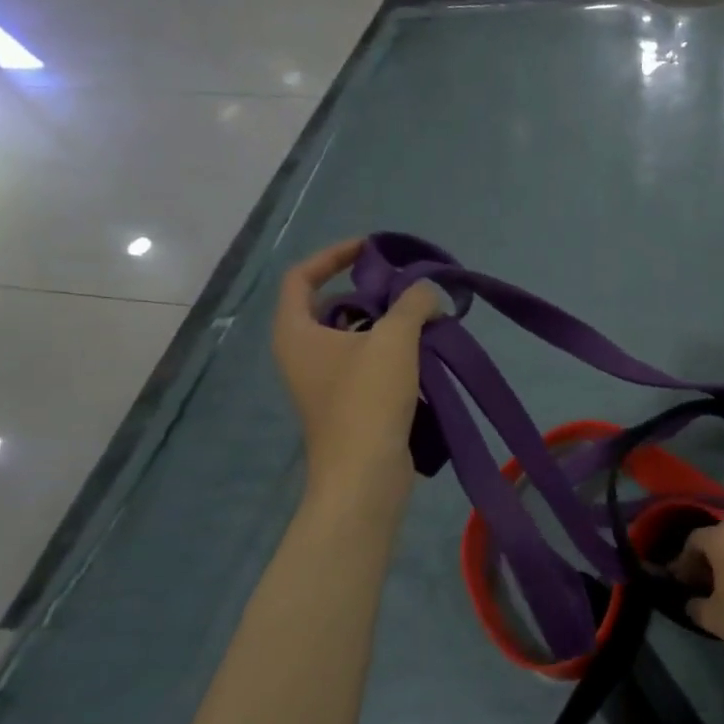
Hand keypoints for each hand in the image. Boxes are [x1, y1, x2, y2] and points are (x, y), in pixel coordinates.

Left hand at [272, 239, 439, 507]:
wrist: (365, 474)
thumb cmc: (367, 399)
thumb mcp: (394, 340)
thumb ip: (412, 303)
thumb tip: (427, 293)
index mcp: (296, 331)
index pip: (302, 276)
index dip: (334, 255)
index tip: (372, 249)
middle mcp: (303, 353)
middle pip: (334, 305)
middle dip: (374, 293)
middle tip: (410, 290)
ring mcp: (325, 382)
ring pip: (356, 337)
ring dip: (391, 325)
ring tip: (427, 321)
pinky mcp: (349, 404)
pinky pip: (370, 364)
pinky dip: (395, 354)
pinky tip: (427, 356)